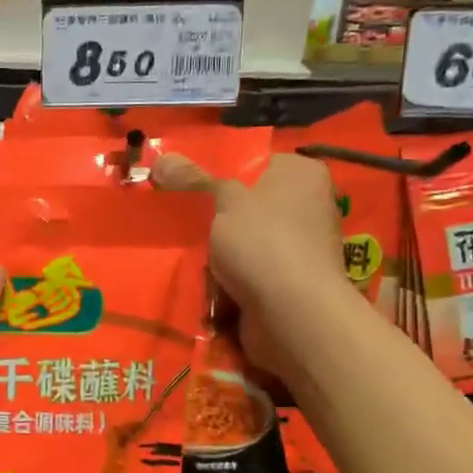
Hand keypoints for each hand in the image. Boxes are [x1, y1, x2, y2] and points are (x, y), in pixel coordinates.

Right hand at [152, 151, 348, 380]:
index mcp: (302, 174)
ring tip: (187, 255)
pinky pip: (253, 273)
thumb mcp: (220, 200)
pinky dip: (233, 279)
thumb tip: (162, 158)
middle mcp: (310, 205)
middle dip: (217, 219)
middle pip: (250, 205)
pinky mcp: (293, 283)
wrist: (293, 313)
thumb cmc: (262, 242)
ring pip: (248, 242)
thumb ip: (191, 179)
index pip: (256, 163)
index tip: (186, 189)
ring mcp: (304, 248)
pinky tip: (205, 284)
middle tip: (179, 223)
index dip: (220, 174)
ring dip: (221, 253)